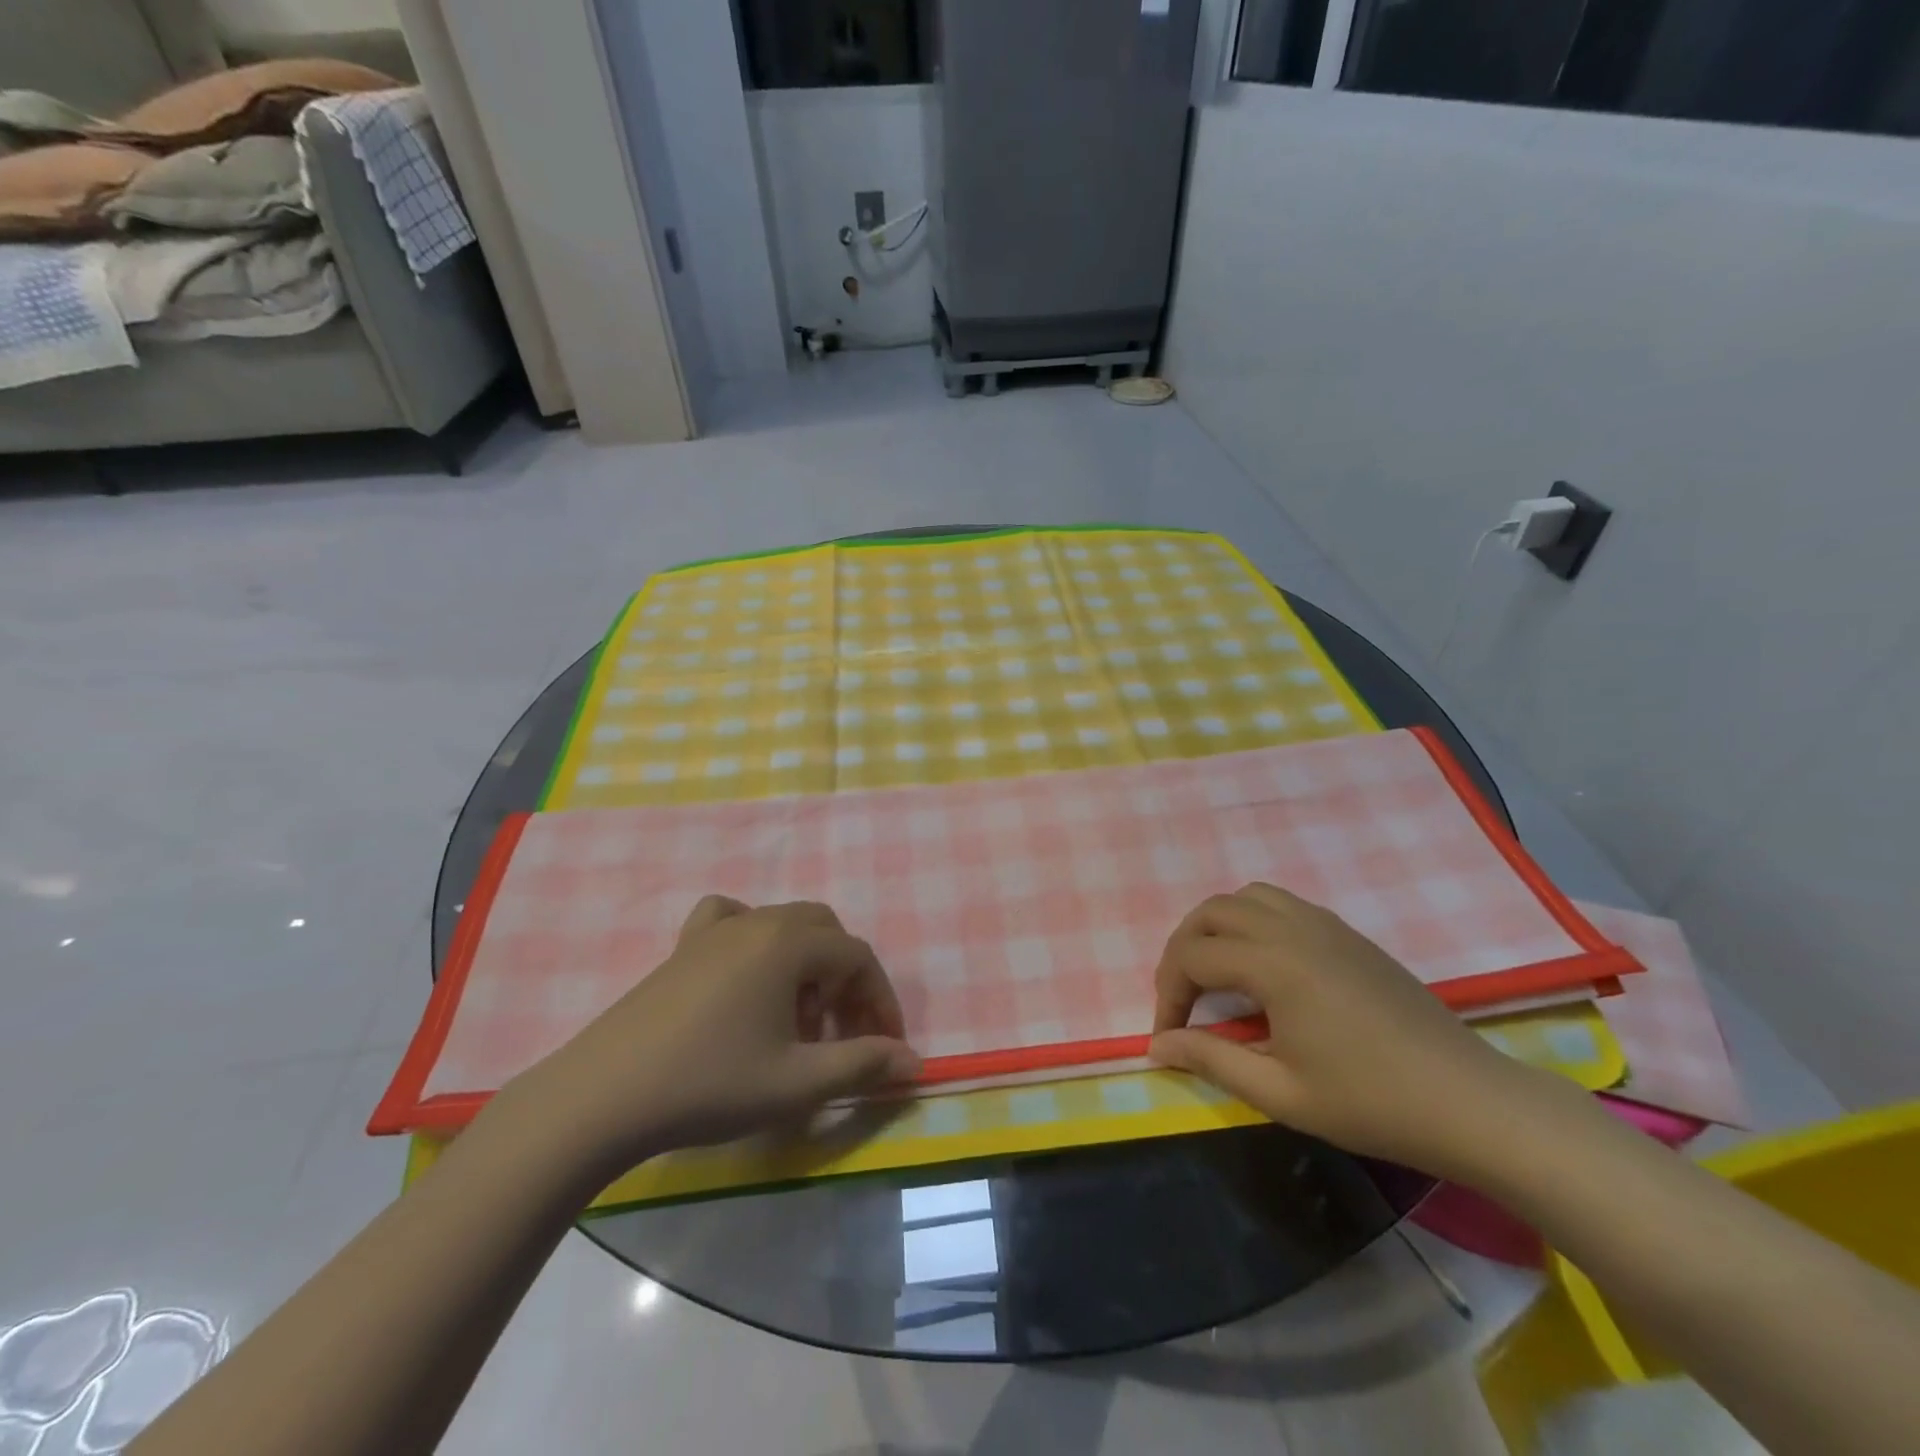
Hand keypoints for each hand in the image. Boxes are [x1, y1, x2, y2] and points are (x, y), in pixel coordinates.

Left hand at [503, 897, 920, 1172]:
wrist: (602, 1097)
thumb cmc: (710, 1084)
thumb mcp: (797, 1083)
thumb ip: (863, 1064)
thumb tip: (914, 1061)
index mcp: (789, 943)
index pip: (858, 957)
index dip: (880, 1001)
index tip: (886, 1047)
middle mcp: (757, 921)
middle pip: (825, 933)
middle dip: (846, 980)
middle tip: (845, 1032)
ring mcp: (715, 930)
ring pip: (783, 927)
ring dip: (806, 965)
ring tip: (797, 1019)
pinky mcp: (682, 948)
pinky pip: (731, 921)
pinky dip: (754, 940)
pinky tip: (746, 974)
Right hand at [1149, 882, 1533, 1180]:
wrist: (1469, 1102)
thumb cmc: (1372, 1103)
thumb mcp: (1281, 1093)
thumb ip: (1211, 1059)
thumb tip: (1158, 1045)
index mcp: (1274, 963)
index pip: (1192, 957)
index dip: (1168, 994)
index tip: (1170, 1035)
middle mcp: (1292, 928)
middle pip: (1211, 912)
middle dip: (1182, 950)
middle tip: (1182, 998)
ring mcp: (1323, 924)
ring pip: (1246, 897)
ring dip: (1216, 927)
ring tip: (1214, 972)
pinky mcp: (1346, 932)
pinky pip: (1281, 904)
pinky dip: (1252, 921)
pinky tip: (1262, 966)